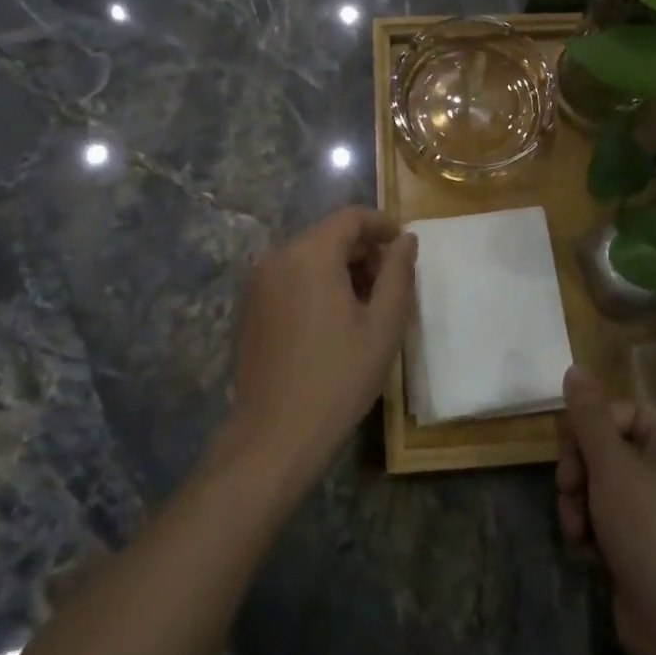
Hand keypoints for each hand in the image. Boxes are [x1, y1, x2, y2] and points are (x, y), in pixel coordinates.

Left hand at [227, 207, 417, 488]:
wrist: (275, 437)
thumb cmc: (339, 378)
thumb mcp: (383, 325)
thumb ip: (398, 273)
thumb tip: (406, 239)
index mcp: (310, 254)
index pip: (351, 217)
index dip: (382, 225)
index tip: (404, 247)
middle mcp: (278, 257)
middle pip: (329, 235)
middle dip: (363, 252)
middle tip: (389, 286)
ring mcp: (257, 283)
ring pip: (309, 257)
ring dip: (340, 269)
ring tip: (365, 308)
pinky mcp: (249, 308)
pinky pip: (290, 278)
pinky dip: (315, 285)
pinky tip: (332, 323)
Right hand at [556, 366, 655, 654]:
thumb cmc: (648, 532)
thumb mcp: (612, 467)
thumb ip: (589, 417)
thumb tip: (575, 368)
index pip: (624, 412)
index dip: (591, 428)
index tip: (571, 453)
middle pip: (608, 447)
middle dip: (580, 471)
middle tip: (569, 493)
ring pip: (601, 483)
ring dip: (580, 503)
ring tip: (578, 531)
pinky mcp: (645, 541)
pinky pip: (607, 515)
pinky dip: (591, 528)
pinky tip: (587, 551)